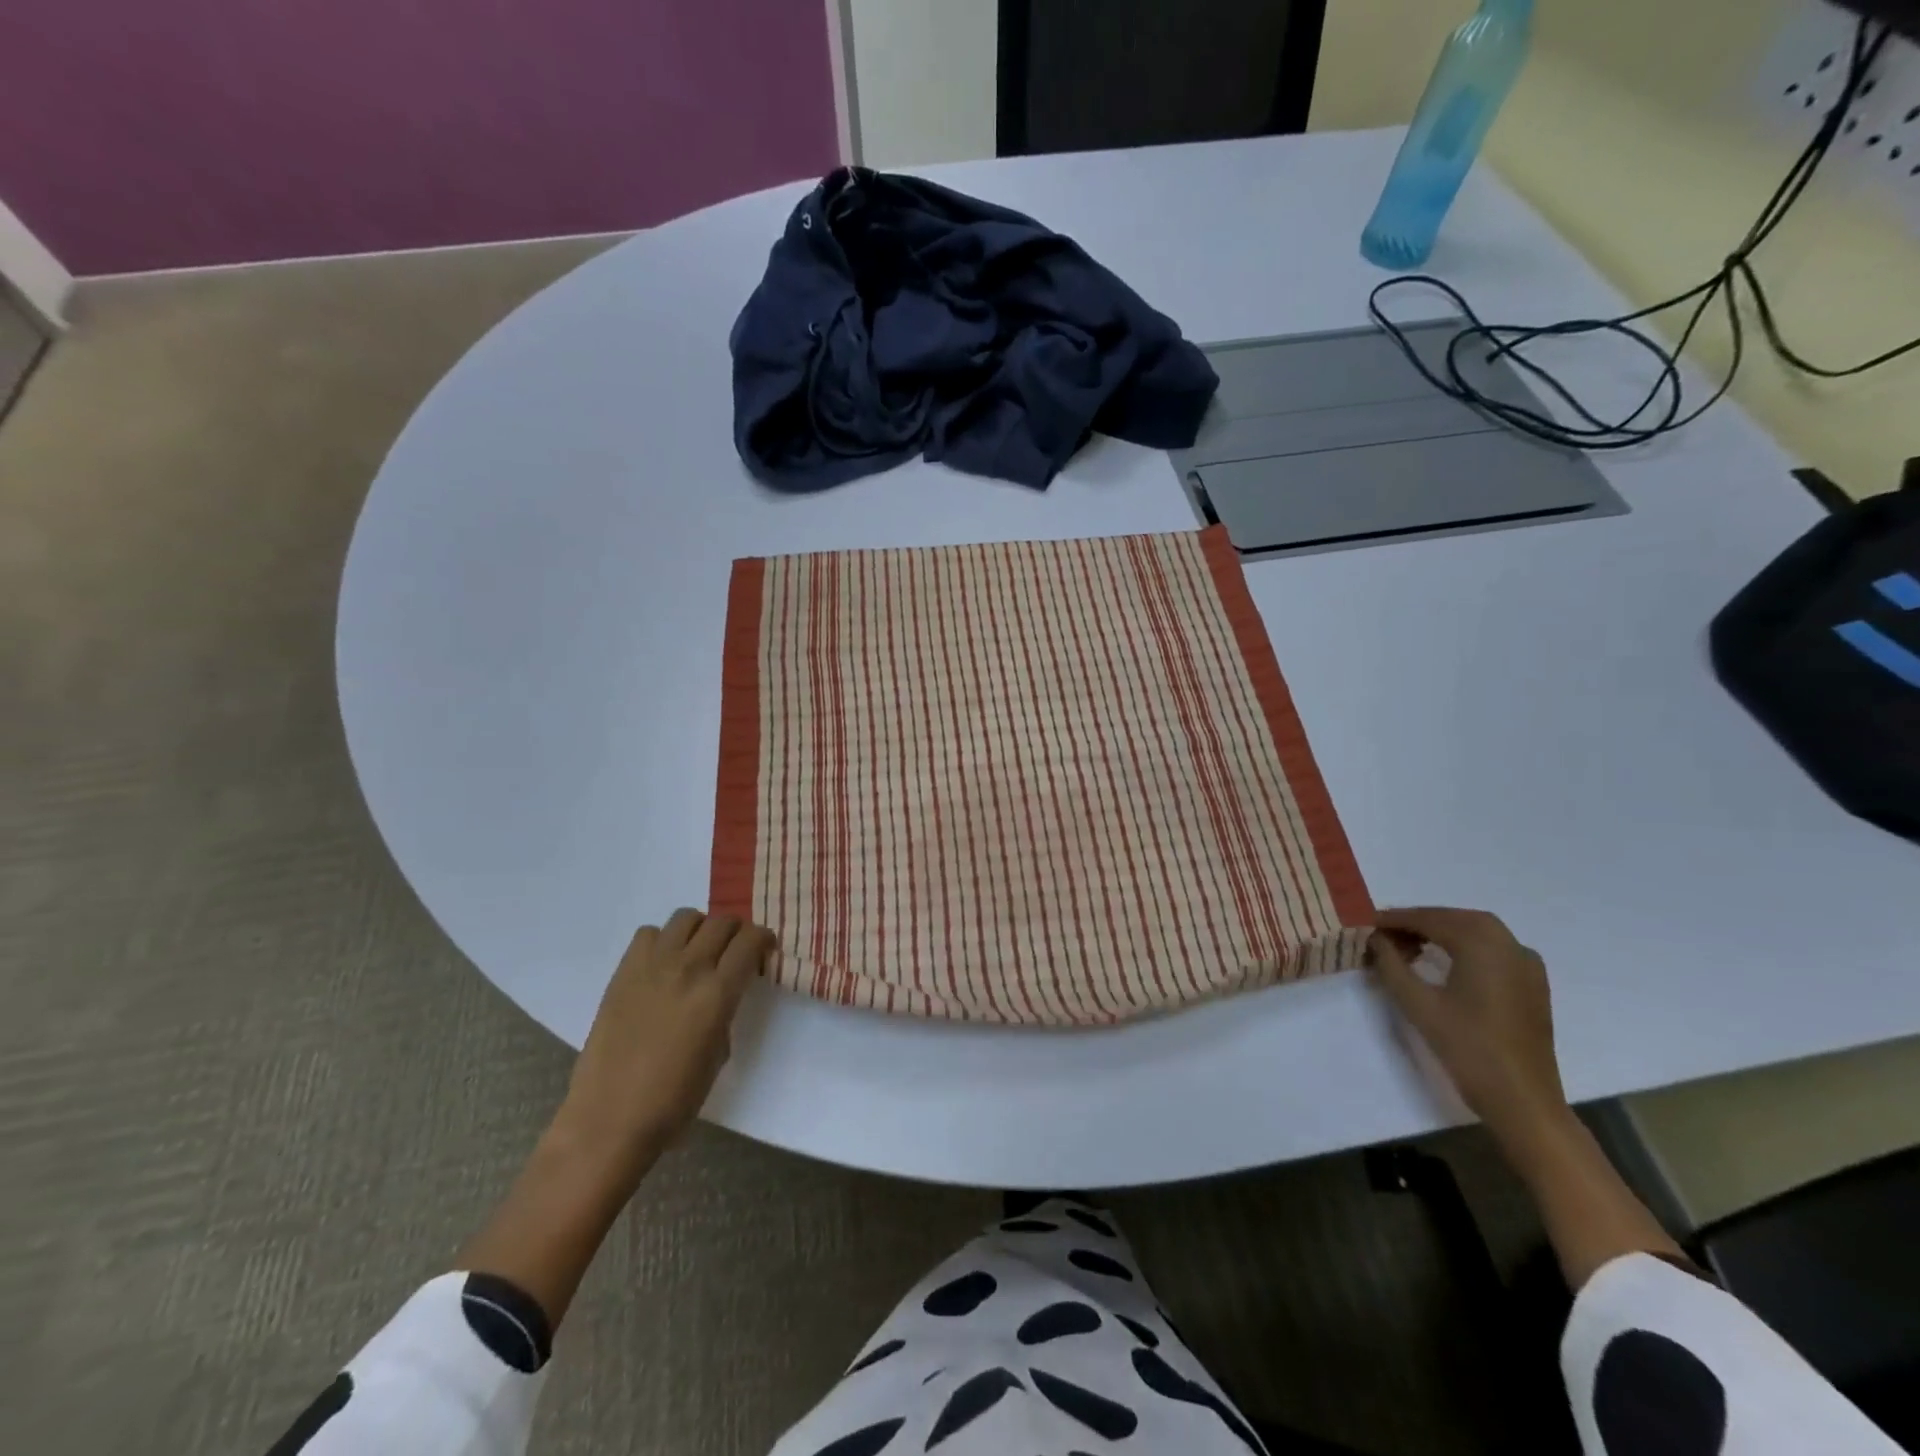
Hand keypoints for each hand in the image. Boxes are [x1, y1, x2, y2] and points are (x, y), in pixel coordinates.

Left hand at [555, 909, 775, 1172]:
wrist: (609, 1119)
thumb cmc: (673, 1101)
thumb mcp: (719, 1055)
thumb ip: (726, 1012)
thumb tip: (724, 992)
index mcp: (718, 994)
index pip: (750, 941)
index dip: (763, 939)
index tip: (763, 951)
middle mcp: (688, 969)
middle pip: (722, 922)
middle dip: (736, 932)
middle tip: (734, 951)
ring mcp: (652, 966)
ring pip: (686, 917)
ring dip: (700, 928)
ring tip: (698, 950)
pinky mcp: (623, 972)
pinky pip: (648, 933)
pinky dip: (662, 940)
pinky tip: (662, 964)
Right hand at [1368, 907, 1567, 1149]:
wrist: (1523, 1100)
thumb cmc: (1467, 1048)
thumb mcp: (1417, 1004)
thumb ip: (1391, 964)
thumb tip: (1375, 938)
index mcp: (1483, 944)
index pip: (1430, 918)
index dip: (1394, 919)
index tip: (1364, 922)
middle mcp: (1510, 944)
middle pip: (1455, 919)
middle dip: (1417, 922)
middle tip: (1383, 934)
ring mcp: (1526, 964)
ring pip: (1475, 932)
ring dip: (1440, 932)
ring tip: (1406, 947)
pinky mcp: (1532, 984)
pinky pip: (1493, 949)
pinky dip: (1464, 946)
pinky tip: (1442, 963)